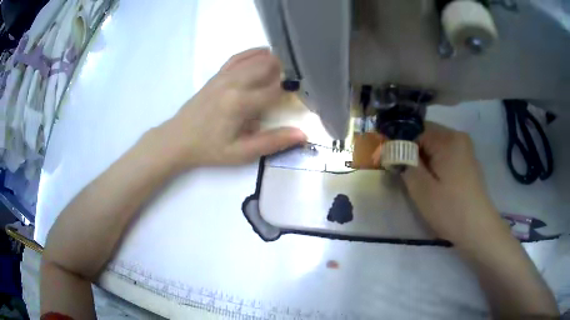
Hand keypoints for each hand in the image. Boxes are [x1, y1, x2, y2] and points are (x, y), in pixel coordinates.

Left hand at [158, 48, 306, 169]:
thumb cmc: (210, 149)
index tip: (299, 96)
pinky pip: (238, 57)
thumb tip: (302, 134)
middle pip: (268, 66)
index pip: (276, 90)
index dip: (290, 92)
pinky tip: (263, 55)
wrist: (178, 139)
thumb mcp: (241, 153)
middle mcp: (234, 83)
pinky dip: (253, 54)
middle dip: (284, 71)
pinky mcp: (217, 75)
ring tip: (284, 69)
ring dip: (272, 61)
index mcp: (241, 103)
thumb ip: (272, 142)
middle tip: (293, 82)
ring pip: (255, 58)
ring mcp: (224, 76)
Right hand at [376, 122, 503, 243]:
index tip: (393, 163)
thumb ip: (404, 163)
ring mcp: (465, 149)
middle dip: (413, 152)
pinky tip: (435, 183)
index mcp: (447, 138)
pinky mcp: (467, 161)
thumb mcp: (421, 189)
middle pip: (426, 135)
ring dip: (424, 160)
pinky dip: (435, 164)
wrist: (477, 229)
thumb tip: (394, 149)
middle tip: (405, 175)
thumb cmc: (449, 209)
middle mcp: (458, 136)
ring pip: (435, 146)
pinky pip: (445, 154)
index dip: (401, 145)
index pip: (415, 129)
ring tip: (420, 181)